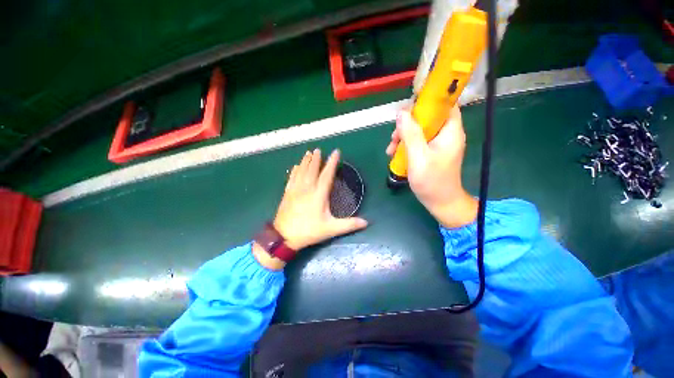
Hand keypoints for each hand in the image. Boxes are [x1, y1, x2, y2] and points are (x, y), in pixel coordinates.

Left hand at [255, 149, 367, 268]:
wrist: (284, 237)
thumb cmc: (309, 231)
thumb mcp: (331, 229)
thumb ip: (349, 224)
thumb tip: (366, 222)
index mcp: (319, 194)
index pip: (327, 174)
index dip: (332, 162)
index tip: (336, 152)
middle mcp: (307, 188)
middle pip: (312, 169)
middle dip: (316, 159)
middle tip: (318, 149)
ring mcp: (295, 190)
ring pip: (301, 171)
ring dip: (305, 161)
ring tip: (308, 153)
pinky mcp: (287, 193)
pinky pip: (291, 178)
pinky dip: (294, 171)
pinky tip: (295, 166)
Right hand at [386, 107, 477, 227]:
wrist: (440, 203)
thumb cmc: (432, 182)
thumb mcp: (418, 157)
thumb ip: (410, 134)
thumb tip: (401, 113)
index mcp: (450, 131)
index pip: (444, 104)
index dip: (428, 101)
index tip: (408, 108)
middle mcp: (446, 134)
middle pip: (427, 118)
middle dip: (408, 124)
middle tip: (394, 137)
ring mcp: (439, 144)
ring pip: (420, 130)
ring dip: (404, 137)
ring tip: (391, 150)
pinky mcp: (432, 153)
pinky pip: (418, 142)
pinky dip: (406, 146)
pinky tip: (395, 155)